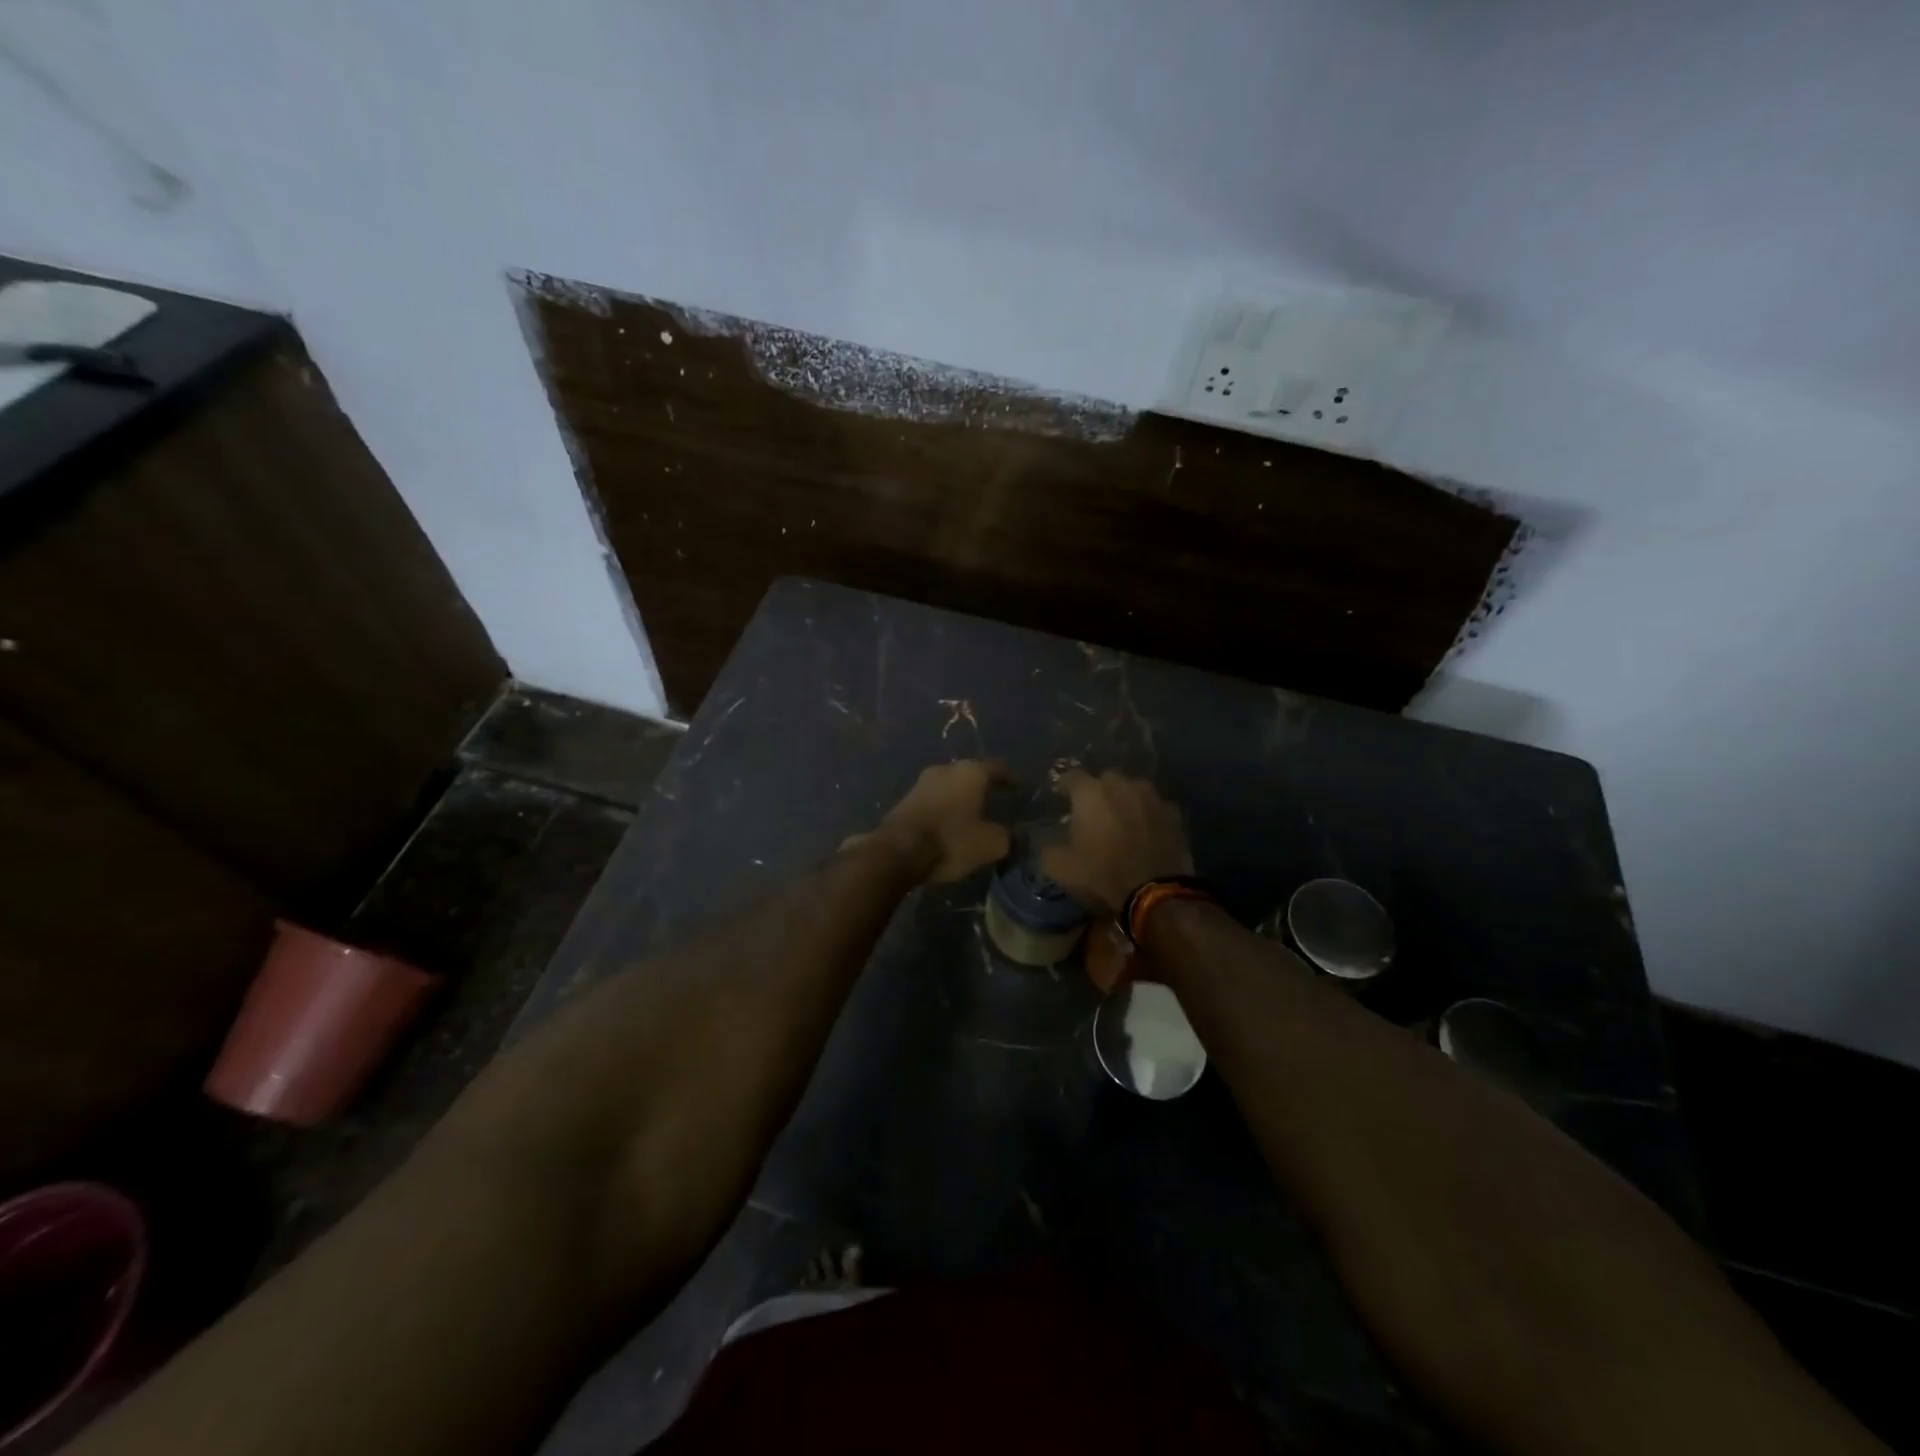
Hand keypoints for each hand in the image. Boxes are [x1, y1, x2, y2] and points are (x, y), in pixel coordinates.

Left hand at [850, 759, 1011, 883]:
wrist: (898, 851)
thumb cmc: (952, 840)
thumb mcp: (991, 844)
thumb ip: (1007, 836)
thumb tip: (1013, 835)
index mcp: (971, 772)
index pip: (997, 768)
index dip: (1010, 779)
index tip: (1018, 789)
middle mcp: (946, 769)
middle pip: (970, 774)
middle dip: (982, 787)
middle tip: (994, 801)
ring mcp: (922, 782)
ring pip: (949, 786)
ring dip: (960, 798)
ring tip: (971, 814)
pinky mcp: (905, 799)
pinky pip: (933, 799)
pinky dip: (944, 808)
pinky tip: (949, 823)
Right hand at [1041, 770, 1192, 913]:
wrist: (1156, 893)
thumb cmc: (1102, 874)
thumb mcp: (1060, 868)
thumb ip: (1048, 848)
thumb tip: (1047, 841)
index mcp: (1091, 793)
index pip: (1072, 776)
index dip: (1065, 786)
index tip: (1061, 798)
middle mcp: (1122, 786)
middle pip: (1106, 779)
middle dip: (1098, 792)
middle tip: (1093, 812)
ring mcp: (1152, 797)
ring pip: (1134, 789)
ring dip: (1126, 800)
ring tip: (1122, 819)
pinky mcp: (1174, 814)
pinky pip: (1155, 807)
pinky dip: (1148, 815)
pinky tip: (1146, 831)